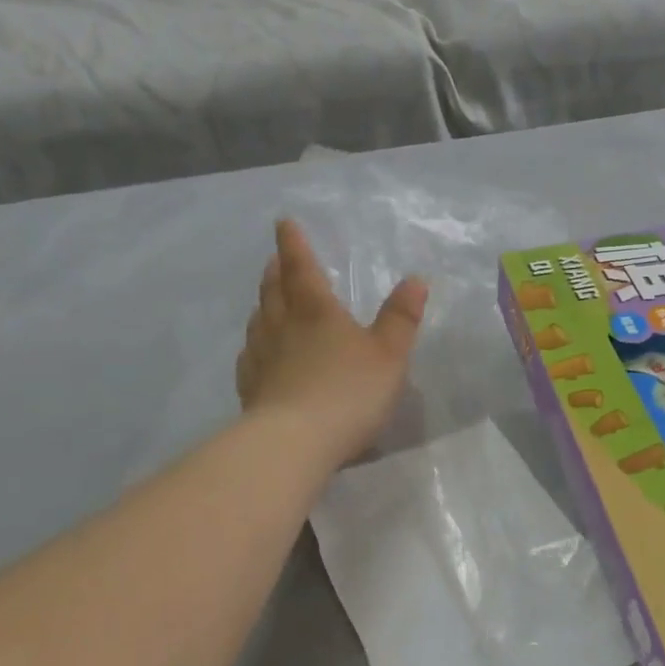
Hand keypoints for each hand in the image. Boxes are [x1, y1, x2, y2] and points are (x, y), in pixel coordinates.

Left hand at [235, 219, 427, 467]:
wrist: (294, 443)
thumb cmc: (348, 391)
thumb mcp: (389, 354)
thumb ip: (401, 318)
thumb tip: (415, 279)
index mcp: (316, 312)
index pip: (302, 268)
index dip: (294, 244)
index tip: (284, 223)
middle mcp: (283, 327)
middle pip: (274, 291)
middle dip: (276, 271)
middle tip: (274, 259)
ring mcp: (262, 359)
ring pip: (258, 322)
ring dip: (262, 305)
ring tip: (264, 299)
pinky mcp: (251, 391)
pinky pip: (249, 358)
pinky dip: (252, 346)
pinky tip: (253, 353)